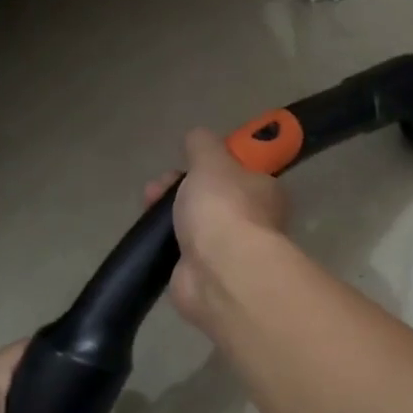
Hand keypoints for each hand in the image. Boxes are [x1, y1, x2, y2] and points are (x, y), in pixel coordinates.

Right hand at [145, 128, 289, 334]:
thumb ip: (203, 145)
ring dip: (167, 211)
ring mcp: (227, 250)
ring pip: (193, 222)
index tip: (188, 160)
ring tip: (148, 204)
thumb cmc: (223, 207)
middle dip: (180, 185)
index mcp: (264, 190)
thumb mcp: (211, 160)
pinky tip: (150, 236)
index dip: (210, 163)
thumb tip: (197, 137)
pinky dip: (164, 243)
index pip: (239, 170)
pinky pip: (180, 251)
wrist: (219, 272)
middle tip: (160, 185)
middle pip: (211, 195)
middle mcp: (251, 220)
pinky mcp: (203, 275)